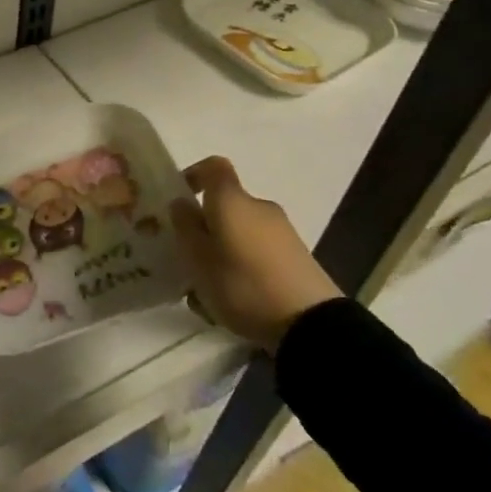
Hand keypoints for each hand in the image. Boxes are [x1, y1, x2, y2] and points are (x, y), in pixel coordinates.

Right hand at [172, 156, 340, 352]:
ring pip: (239, 235)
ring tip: (207, 293)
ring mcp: (282, 233)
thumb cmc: (243, 283)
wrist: (311, 324)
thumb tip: (181, 204)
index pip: (213, 167)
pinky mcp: (296, 259)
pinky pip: (258, 254)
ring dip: (221, 254)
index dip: (194, 175)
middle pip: (225, 207)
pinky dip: (242, 269)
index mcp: (233, 201)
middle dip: (204, 229)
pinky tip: (234, 304)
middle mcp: (259, 208)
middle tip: (186, 259)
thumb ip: (185, 227)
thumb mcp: (199, 258)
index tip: (179, 199)